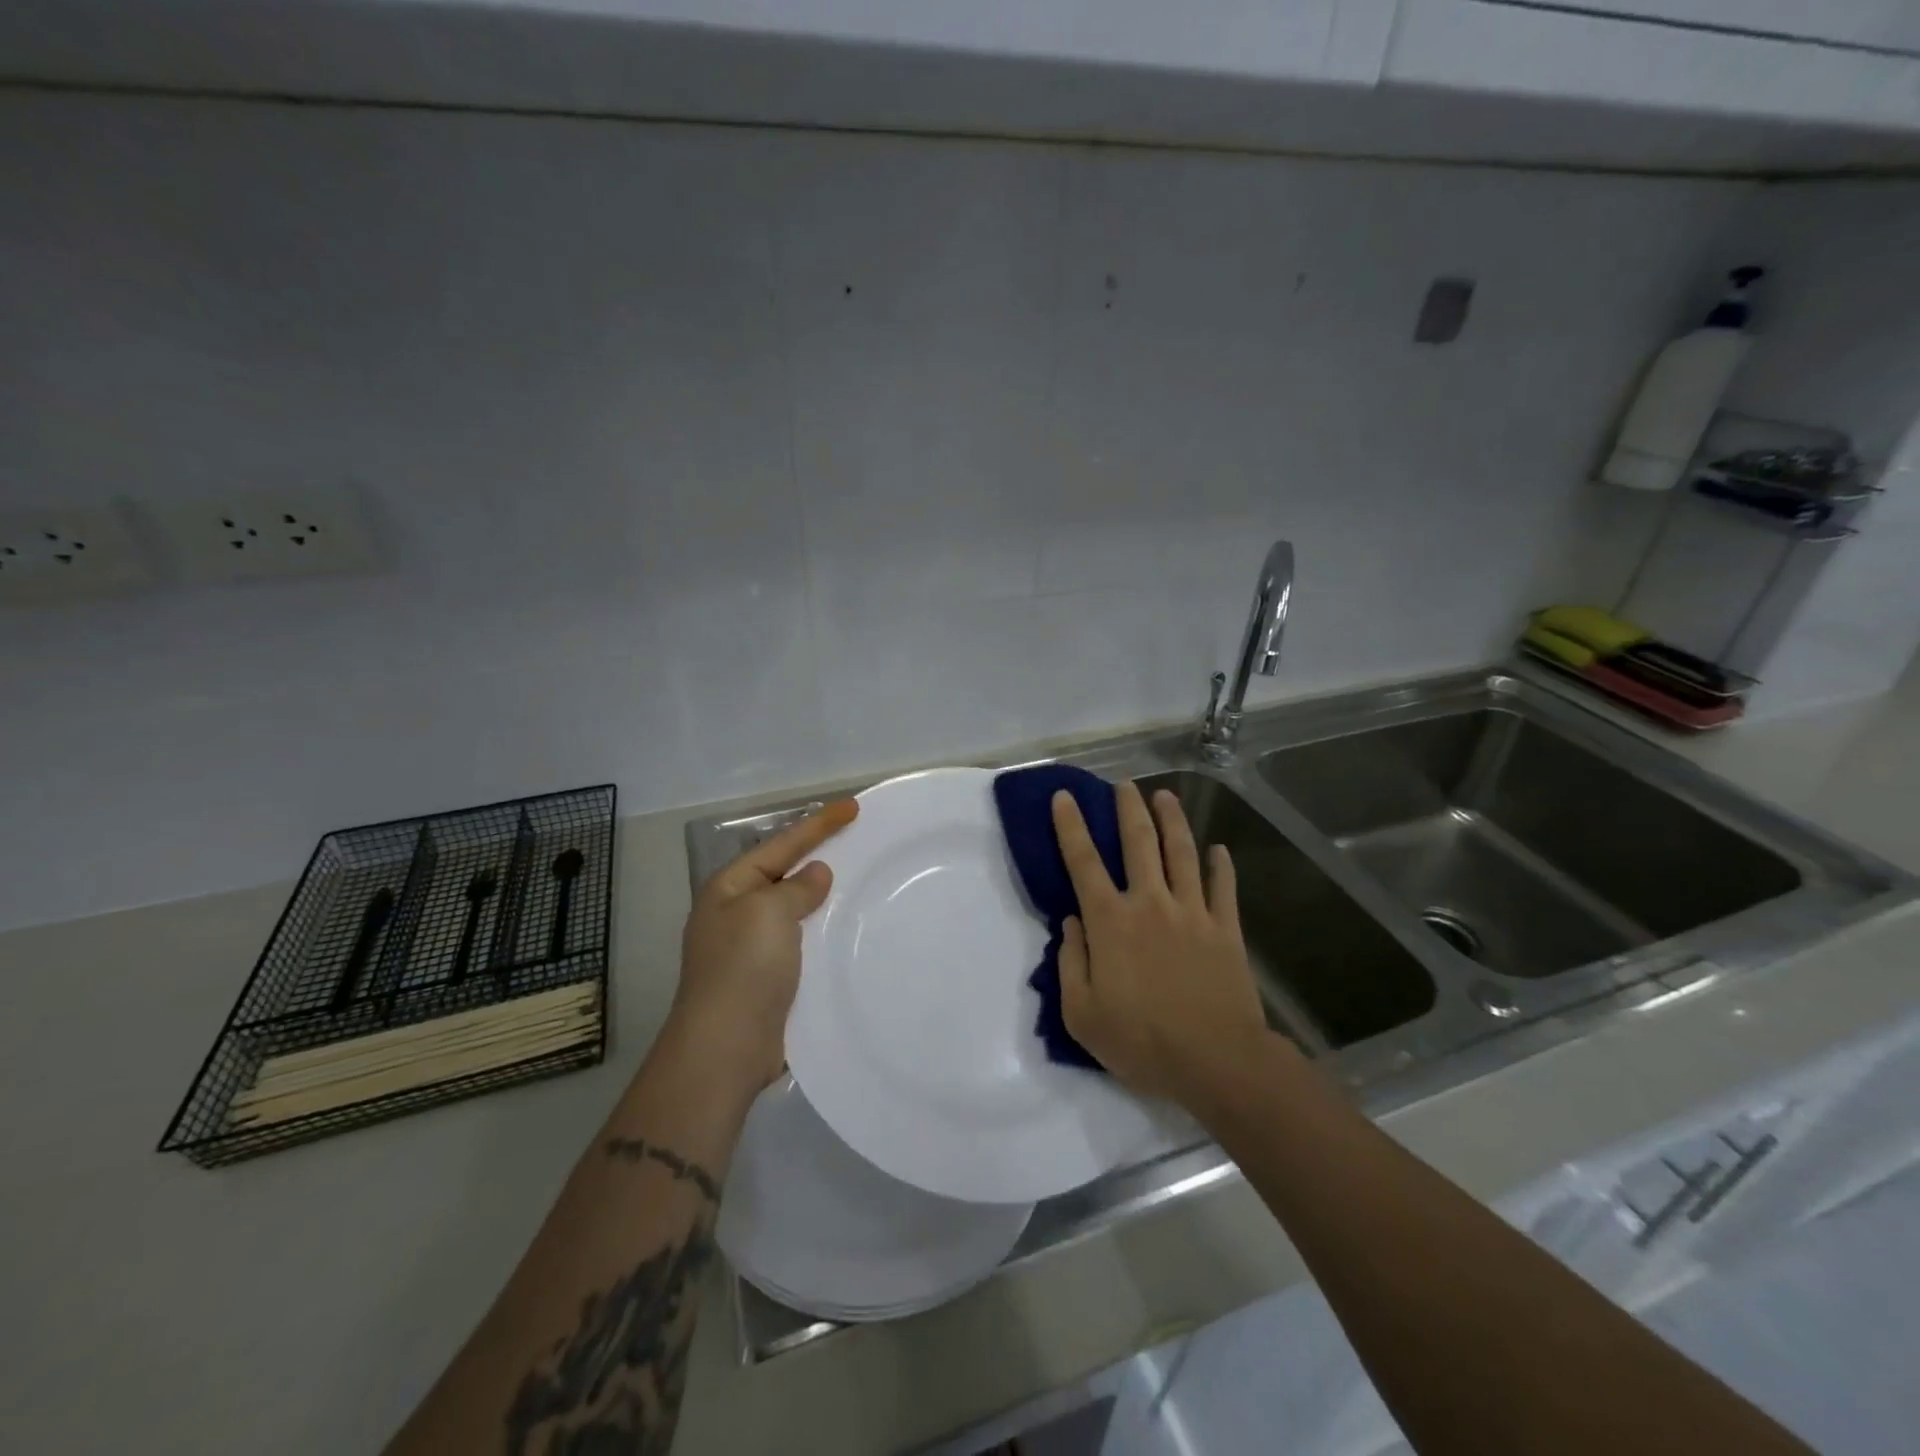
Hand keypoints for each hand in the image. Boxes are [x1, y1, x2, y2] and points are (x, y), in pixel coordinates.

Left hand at [668, 800, 858, 1103]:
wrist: (726, 1049)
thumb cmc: (743, 969)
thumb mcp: (768, 912)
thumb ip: (796, 888)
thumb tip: (816, 875)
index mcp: (729, 889)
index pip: (781, 845)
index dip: (818, 824)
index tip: (853, 807)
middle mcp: (738, 914)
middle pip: (787, 874)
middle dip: (821, 856)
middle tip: (860, 840)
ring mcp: (754, 949)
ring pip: (798, 910)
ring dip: (827, 898)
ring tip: (864, 882)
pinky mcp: (772, 979)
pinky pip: (805, 942)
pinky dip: (826, 932)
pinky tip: (852, 930)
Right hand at [1051, 782, 1272, 1110]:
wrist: (1216, 1062)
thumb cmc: (1142, 1042)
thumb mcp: (1082, 1014)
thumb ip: (1071, 962)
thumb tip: (1072, 923)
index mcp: (1110, 922)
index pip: (1083, 862)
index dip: (1071, 826)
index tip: (1064, 797)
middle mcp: (1150, 903)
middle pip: (1138, 842)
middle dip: (1129, 808)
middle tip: (1125, 784)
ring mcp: (1192, 912)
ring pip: (1181, 852)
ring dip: (1172, 820)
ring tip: (1166, 796)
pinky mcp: (1225, 928)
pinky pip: (1222, 887)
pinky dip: (1220, 865)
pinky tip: (1219, 849)